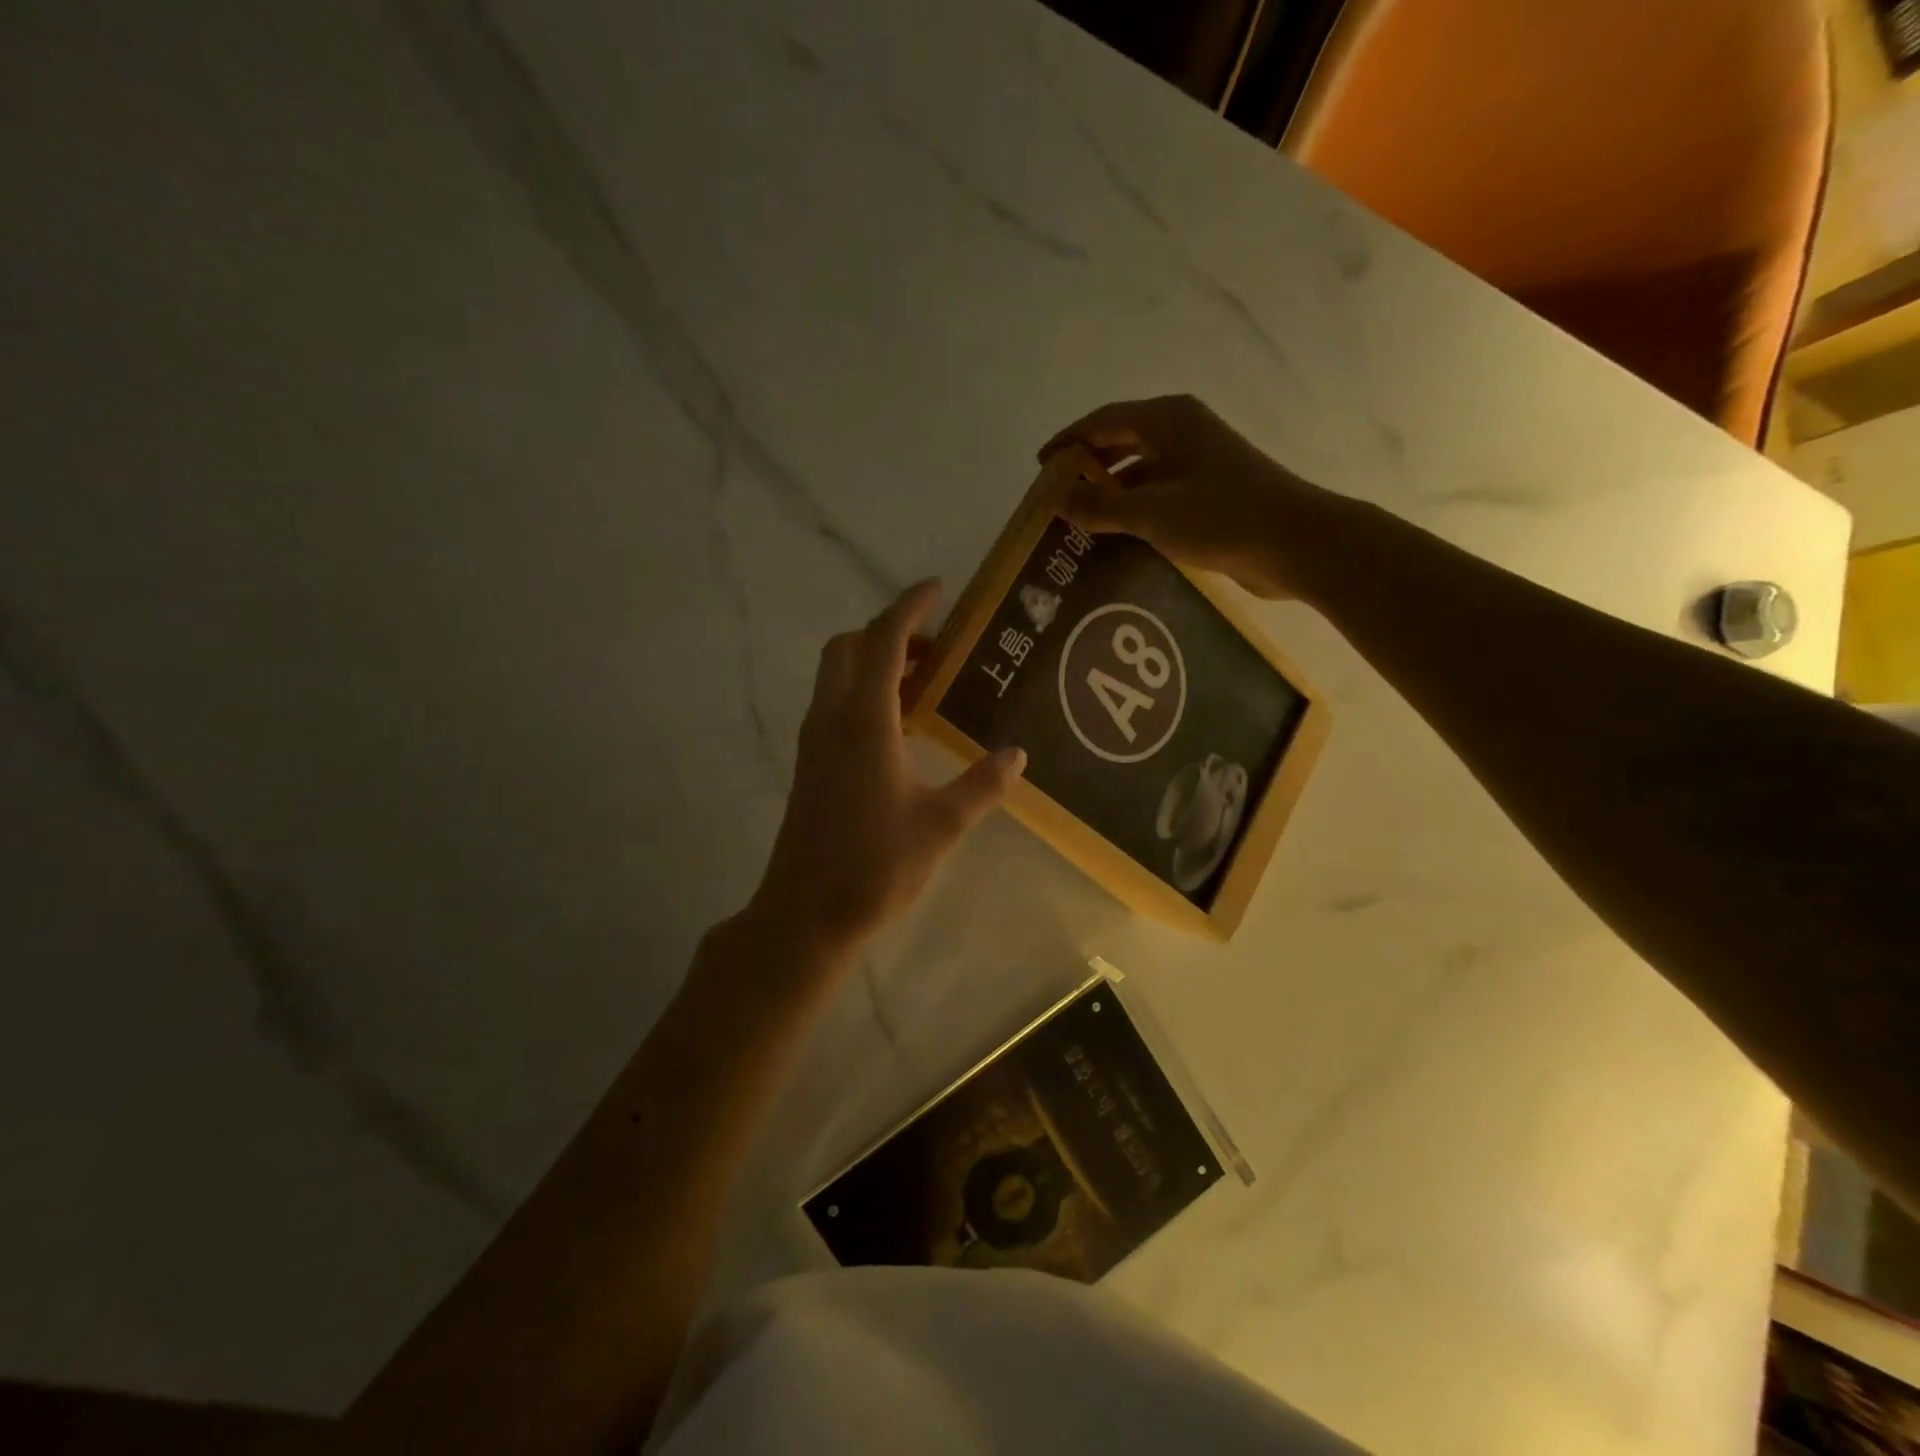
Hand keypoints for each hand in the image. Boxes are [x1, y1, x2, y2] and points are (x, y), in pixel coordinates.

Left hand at [749, 580, 1026, 956]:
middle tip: (936, 647)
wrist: (805, 913)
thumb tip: (1017, 755)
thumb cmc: (875, 866)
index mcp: (864, 722)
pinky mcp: (810, 764)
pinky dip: (863, 691)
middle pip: (849, 647)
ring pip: (837, 675)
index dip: (909, 607)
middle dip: (889, 632)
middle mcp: (832, 719)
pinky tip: (899, 726)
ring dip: (875, 662)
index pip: (884, 641)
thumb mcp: (941, 825)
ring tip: (925, 682)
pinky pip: (834, 704)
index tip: (938, 589)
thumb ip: (982, 785)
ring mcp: (814, 742)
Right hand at [1039, 394, 1339, 599]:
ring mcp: (1199, 464)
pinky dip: (1134, 512)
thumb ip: (1099, 505)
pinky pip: (1158, 496)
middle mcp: (1182, 433)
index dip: (1068, 442)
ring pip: (1140, 472)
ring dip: (1110, 494)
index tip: (1039, 468)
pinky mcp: (1209, 494)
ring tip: (1078, 523)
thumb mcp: (1150, 512)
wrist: (1296, 544)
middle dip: (1087, 468)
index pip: (1103, 421)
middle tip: (1056, 497)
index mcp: (1168, 420)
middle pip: (1121, 442)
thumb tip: (1054, 496)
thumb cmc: (1221, 517)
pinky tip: (1116, 539)